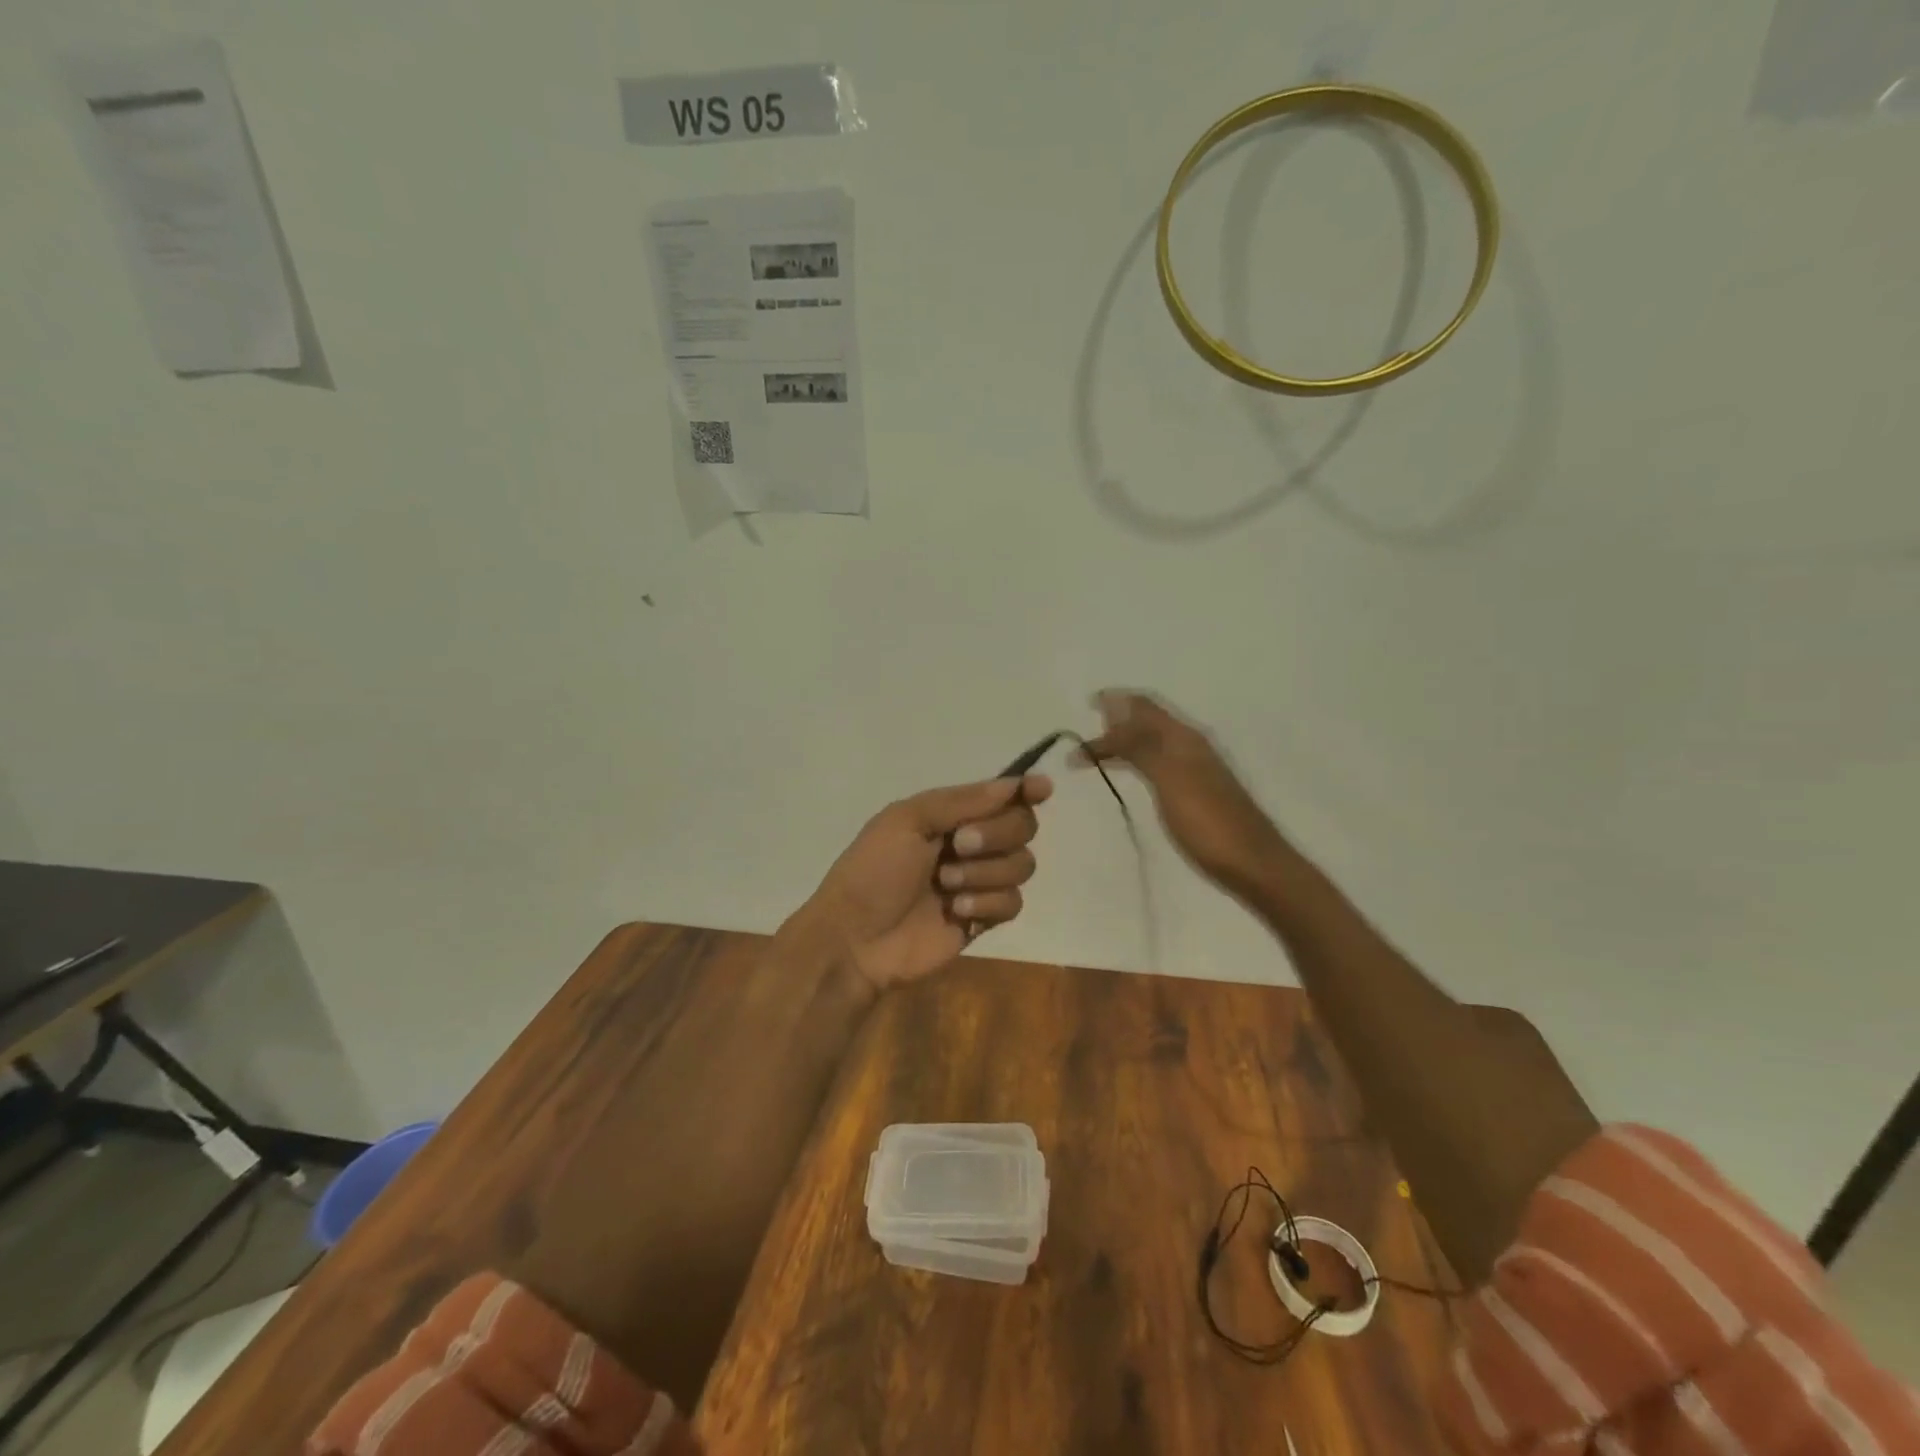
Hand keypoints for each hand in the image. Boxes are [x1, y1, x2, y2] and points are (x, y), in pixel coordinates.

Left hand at [794, 774, 1052, 993]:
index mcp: (950, 815)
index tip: (1042, 789)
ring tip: (947, 884)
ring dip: (986, 872)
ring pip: (1023, 865)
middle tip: (961, 845)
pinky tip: (957, 912)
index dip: (1026, 790)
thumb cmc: (874, 870)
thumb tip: (1014, 784)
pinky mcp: (984, 919)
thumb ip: (962, 801)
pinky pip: (1013, 903)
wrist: (856, 937)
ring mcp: (979, 882)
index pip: (1002, 796)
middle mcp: (972, 843)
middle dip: (997, 834)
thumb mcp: (907, 821)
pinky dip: (987, 904)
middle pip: (1022, 826)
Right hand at [1076, 691, 1291, 901]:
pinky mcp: (1194, 793)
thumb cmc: (1207, 822)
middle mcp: (1190, 746)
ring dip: (1122, 744)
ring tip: (1093, 755)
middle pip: (1147, 722)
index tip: (1086, 703)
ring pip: (1151, 744)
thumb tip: (1113, 708)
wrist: (1252, 865)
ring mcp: (1194, 770)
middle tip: (1083, 734)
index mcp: (1184, 738)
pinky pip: (1156, 764)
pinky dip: (1134, 762)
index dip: (1116, 700)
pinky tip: (1127, 775)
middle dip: (1115, 721)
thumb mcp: (1169, 778)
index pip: (1145, 706)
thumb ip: (1140, 744)